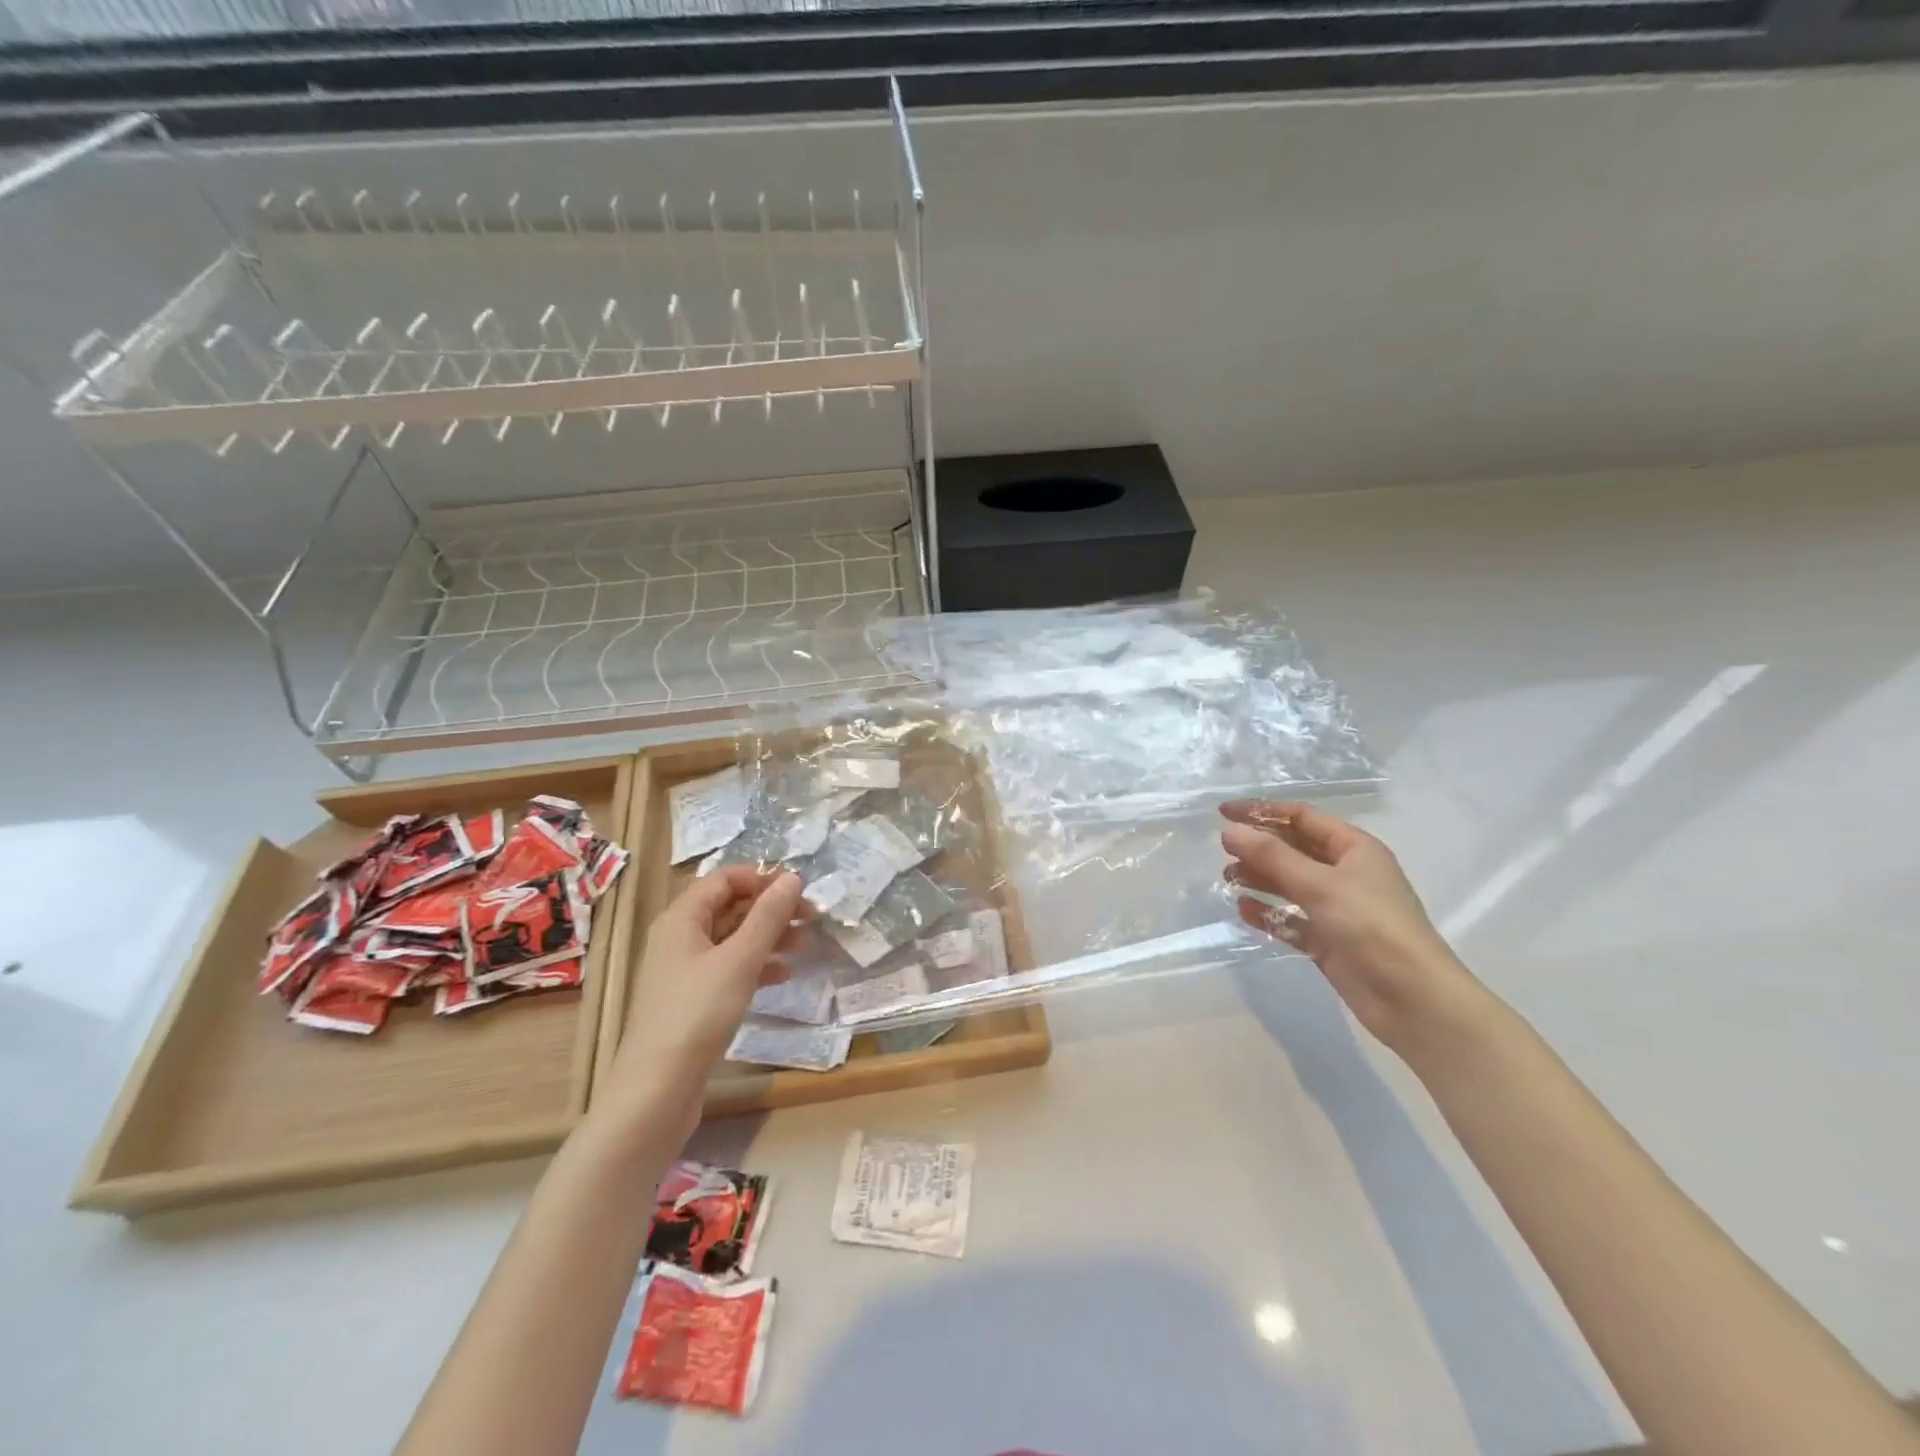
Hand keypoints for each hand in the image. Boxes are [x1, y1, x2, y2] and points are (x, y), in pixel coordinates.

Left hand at [601, 867, 806, 1121]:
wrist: (657, 1089)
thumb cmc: (698, 1013)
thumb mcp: (740, 959)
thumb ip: (768, 916)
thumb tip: (792, 878)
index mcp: (681, 918)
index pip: (724, 879)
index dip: (762, 878)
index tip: (799, 891)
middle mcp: (679, 937)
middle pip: (730, 907)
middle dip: (771, 909)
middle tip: (812, 919)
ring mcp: (684, 971)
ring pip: (732, 939)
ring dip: (769, 937)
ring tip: (805, 946)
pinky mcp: (693, 1000)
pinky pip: (729, 968)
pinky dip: (757, 965)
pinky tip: (783, 975)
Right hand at [1220, 801, 1478, 1052]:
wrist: (1411, 998)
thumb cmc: (1371, 926)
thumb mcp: (1319, 884)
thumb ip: (1271, 856)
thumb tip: (1228, 831)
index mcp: (1354, 849)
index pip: (1302, 817)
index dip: (1262, 812)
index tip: (1224, 813)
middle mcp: (1347, 873)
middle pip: (1294, 849)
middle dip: (1259, 847)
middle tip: (1223, 850)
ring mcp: (1337, 908)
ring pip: (1290, 884)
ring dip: (1260, 878)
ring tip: (1229, 878)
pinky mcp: (1328, 940)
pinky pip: (1291, 919)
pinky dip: (1269, 912)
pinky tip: (1244, 910)